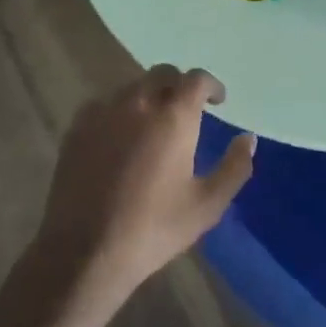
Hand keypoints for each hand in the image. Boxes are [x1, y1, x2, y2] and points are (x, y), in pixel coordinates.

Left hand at [34, 65, 255, 301]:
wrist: (84, 252)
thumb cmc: (153, 229)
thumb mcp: (207, 205)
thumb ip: (234, 167)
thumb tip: (248, 139)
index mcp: (174, 117)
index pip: (197, 79)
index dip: (211, 85)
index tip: (218, 101)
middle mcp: (138, 103)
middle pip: (162, 74)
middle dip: (179, 85)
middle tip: (187, 109)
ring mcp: (103, 112)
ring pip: (132, 87)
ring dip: (149, 96)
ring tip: (153, 123)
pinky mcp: (77, 128)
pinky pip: (104, 104)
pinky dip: (119, 111)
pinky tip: (119, 136)